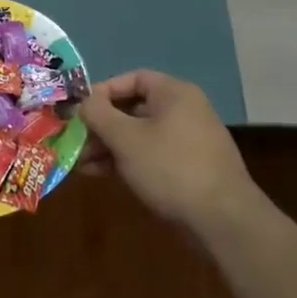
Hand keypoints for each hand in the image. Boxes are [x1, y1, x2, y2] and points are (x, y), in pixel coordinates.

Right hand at [78, 69, 260, 231]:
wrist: (221, 219)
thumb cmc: (170, 167)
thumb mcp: (126, 138)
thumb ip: (98, 114)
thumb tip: (83, 102)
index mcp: (174, 93)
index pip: (132, 79)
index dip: (102, 91)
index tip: (78, 110)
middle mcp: (184, 110)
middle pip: (133, 108)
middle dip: (101, 125)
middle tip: (75, 141)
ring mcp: (187, 140)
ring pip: (139, 134)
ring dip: (109, 146)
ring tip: (81, 163)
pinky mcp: (188, 168)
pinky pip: (150, 155)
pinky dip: (126, 160)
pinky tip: (101, 174)